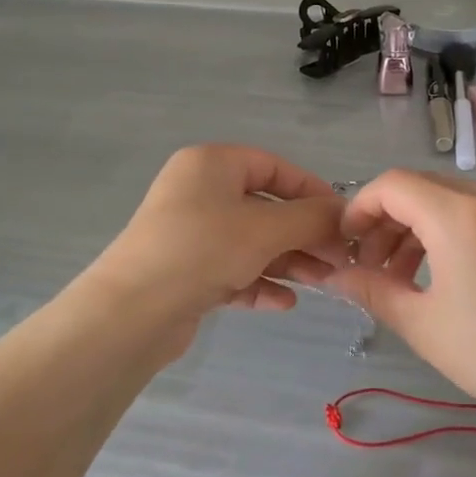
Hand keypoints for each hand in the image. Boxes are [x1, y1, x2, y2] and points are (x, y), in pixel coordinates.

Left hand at [89, 145, 347, 318]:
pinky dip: (258, 282)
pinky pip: (231, 270)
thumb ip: (310, 218)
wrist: (132, 312)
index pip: (273, 167)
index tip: (342, 219)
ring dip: (287, 261)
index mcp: (212, 165)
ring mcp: (189, 233)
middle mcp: (198, 192)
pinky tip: (285, 303)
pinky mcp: (185, 271)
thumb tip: (343, 214)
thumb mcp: (265, 229)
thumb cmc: (203, 250)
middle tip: (338, 260)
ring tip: (322, 284)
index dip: (311, 191)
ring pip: (250, 242)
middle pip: (264, 207)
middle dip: (303, 235)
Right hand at [326, 171, 475, 460]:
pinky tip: (455, 278)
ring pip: (456, 201)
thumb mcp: (424, 326)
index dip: (359, 208)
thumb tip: (335, 277)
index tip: (347, 246)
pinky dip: (456, 233)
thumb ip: (372, 290)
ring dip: (421, 228)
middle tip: (373, 267)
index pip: (392, 185)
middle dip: (388, 221)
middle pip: (423, 188)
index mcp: (459, 215)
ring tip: (408, 278)